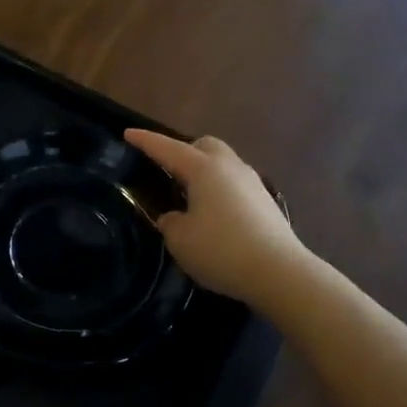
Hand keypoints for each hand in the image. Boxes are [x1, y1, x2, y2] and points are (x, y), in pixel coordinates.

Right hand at [124, 130, 303, 306]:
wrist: (280, 272)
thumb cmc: (222, 250)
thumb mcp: (180, 240)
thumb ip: (170, 222)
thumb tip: (175, 217)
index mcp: (203, 169)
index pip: (167, 148)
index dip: (145, 141)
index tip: (127, 134)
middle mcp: (229, 167)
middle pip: (203, 145)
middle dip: (183, 150)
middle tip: (166, 170)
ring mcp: (252, 182)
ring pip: (222, 163)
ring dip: (203, 171)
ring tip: (188, 194)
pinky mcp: (265, 202)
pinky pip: (234, 184)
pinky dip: (219, 189)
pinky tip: (212, 213)